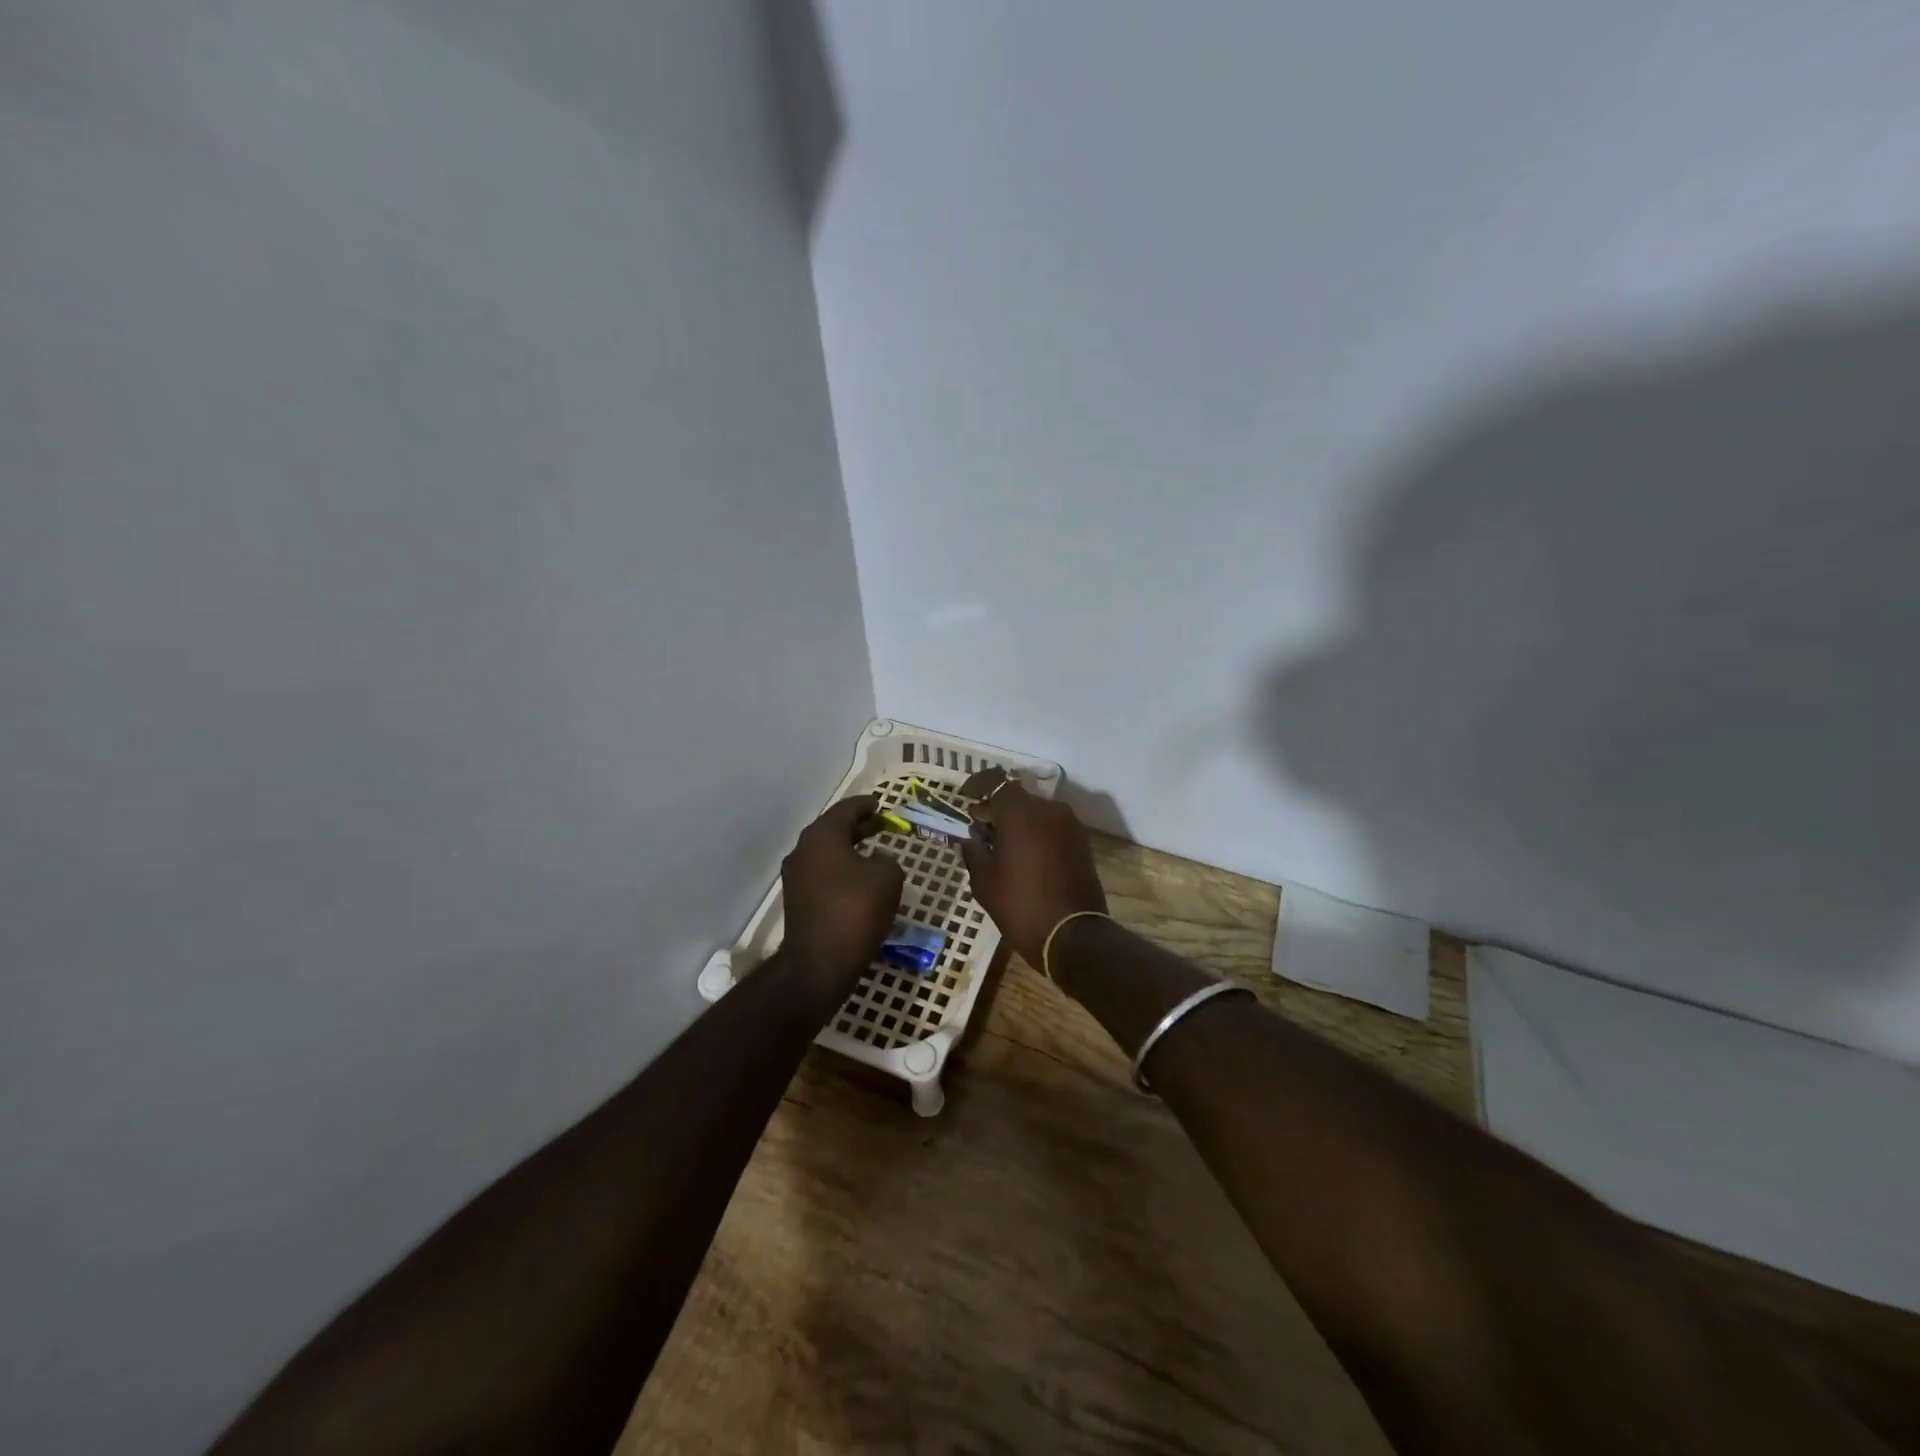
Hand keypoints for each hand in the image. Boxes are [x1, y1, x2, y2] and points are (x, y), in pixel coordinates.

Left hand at [781, 796, 903, 988]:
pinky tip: (860, 881)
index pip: (846, 809)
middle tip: (881, 826)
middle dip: (858, 827)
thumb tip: (878, 861)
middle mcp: (803, 850)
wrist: (820, 961)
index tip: (881, 805)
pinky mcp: (797, 901)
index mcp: (822, 835)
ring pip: (826, 853)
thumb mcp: (888, 876)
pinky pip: (823, 875)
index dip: (866, 805)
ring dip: (849, 849)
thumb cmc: (856, 909)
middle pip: (833, 829)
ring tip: (873, 853)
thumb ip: (888, 860)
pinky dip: (841, 870)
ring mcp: (796, 877)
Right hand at [958, 769, 1106, 967]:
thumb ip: (974, 852)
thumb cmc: (1021, 906)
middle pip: (1016, 796)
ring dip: (1017, 821)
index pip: (995, 781)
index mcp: (1020, 813)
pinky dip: (1035, 832)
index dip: (977, 785)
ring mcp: (1068, 824)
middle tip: (979, 828)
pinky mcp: (1080, 841)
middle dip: (996, 807)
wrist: (1074, 936)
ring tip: (1001, 845)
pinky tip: (1023, 855)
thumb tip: (970, 838)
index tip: (965, 798)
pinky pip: (1051, 826)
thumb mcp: (985, 882)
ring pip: (1035, 811)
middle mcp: (1048, 809)